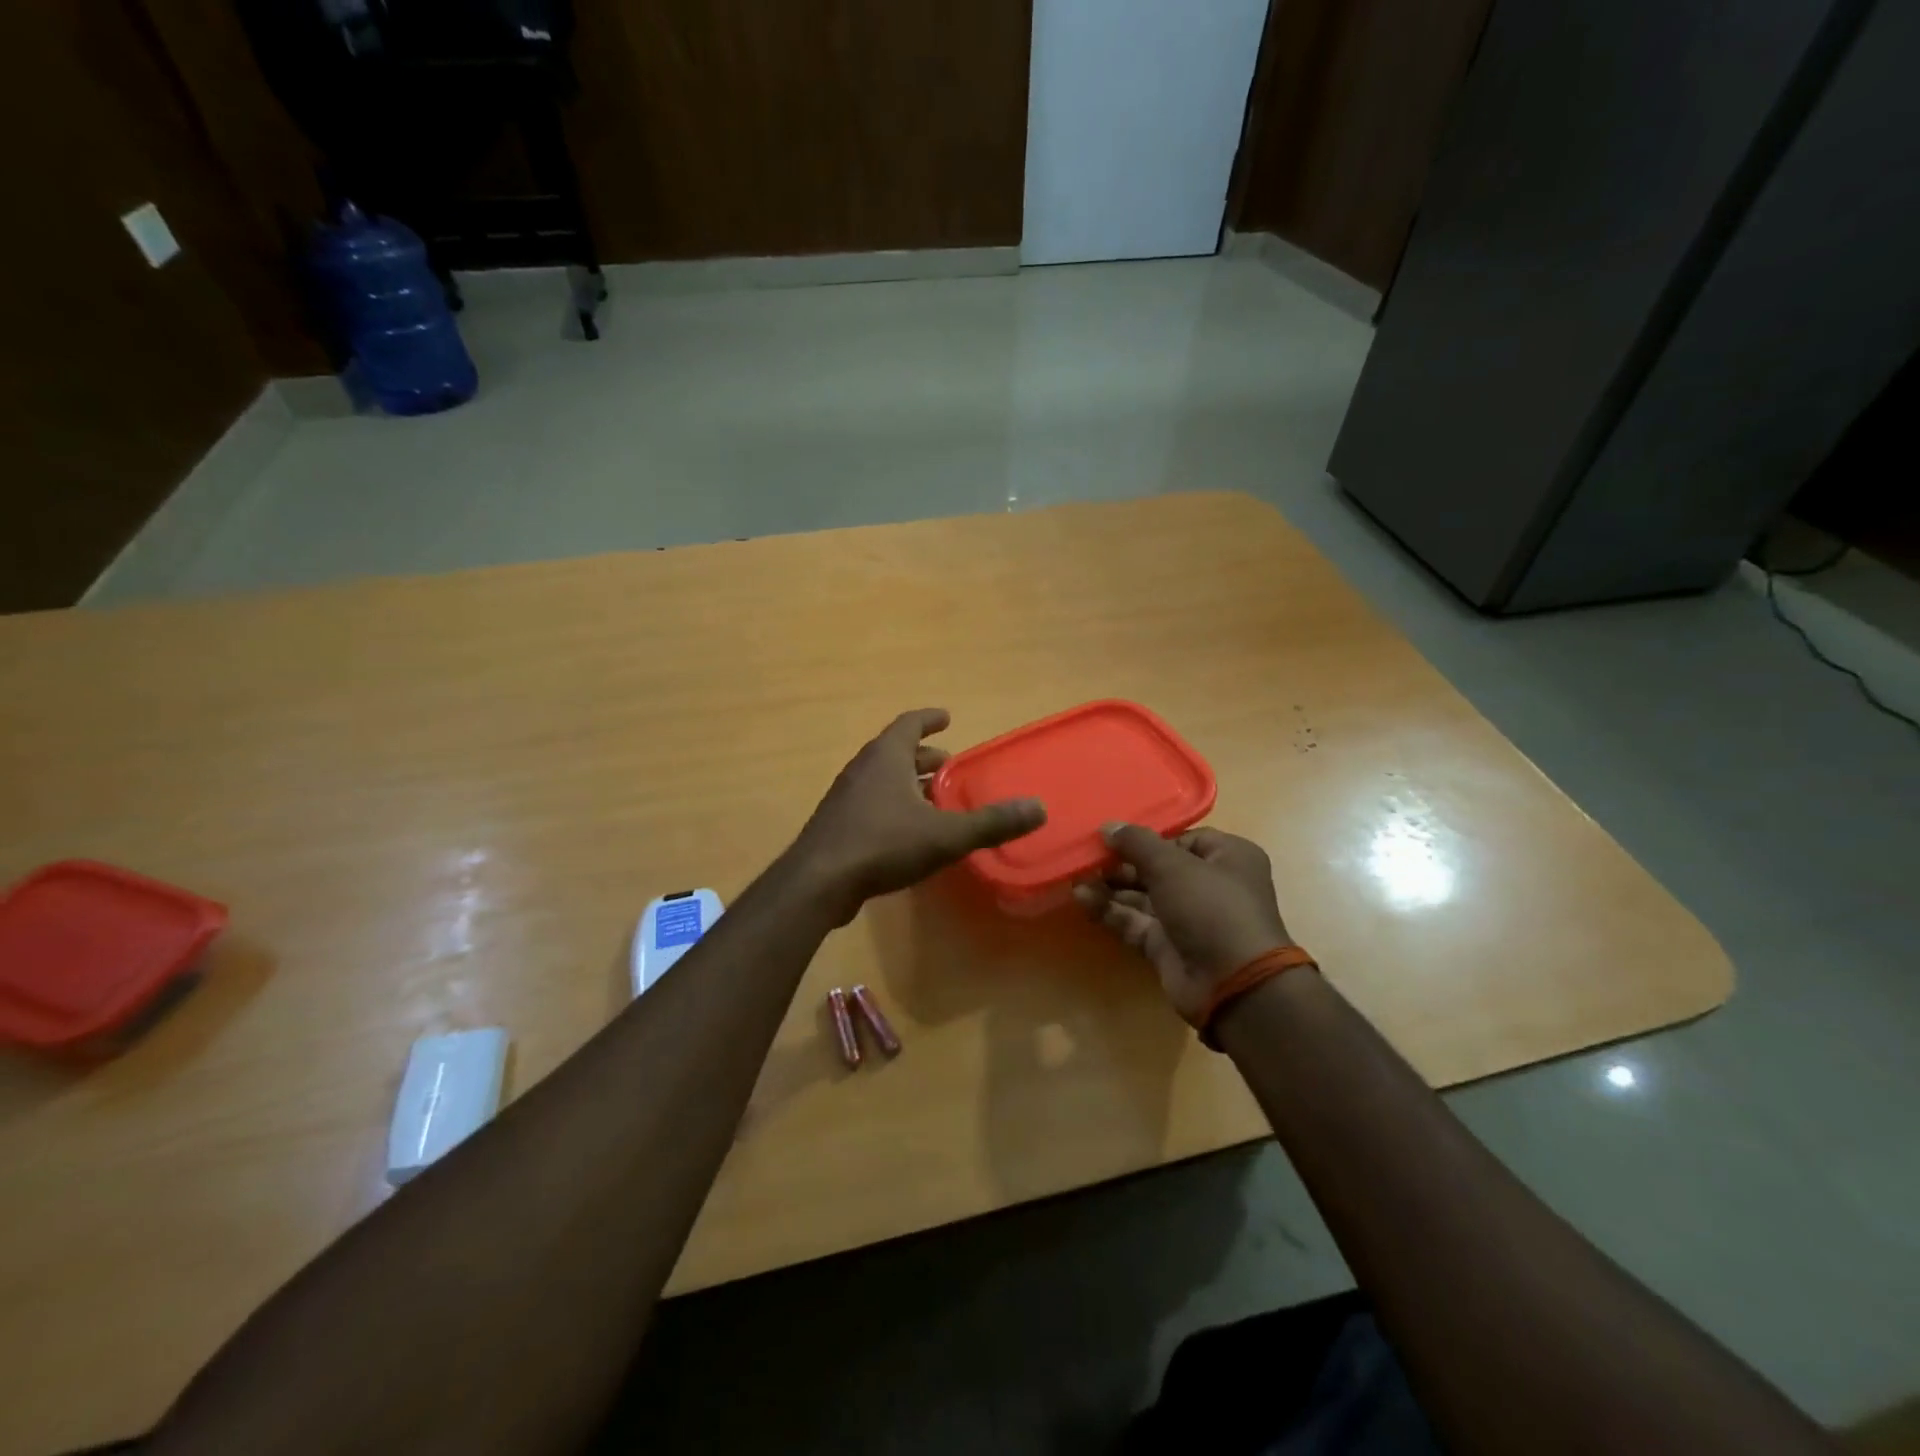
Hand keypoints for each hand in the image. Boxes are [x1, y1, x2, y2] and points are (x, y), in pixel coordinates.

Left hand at [791, 709, 1045, 922]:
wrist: (818, 882)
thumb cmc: (882, 844)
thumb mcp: (944, 834)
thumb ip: (991, 822)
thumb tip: (1038, 808)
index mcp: (886, 757)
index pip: (909, 723)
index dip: (929, 718)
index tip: (947, 717)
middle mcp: (863, 768)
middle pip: (896, 751)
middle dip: (924, 756)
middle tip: (949, 765)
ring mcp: (845, 797)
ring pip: (882, 778)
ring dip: (907, 782)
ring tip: (933, 798)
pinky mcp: (837, 824)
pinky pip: (870, 803)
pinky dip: (892, 805)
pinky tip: (907, 831)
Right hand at [1073, 825, 1293, 1021]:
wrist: (1232, 983)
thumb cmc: (1211, 907)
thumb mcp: (1172, 865)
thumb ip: (1137, 843)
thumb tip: (1108, 826)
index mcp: (1227, 857)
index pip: (1182, 839)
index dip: (1148, 838)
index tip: (1113, 837)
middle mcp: (1210, 885)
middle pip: (1158, 867)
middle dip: (1121, 863)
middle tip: (1087, 857)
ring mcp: (1188, 918)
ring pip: (1142, 896)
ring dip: (1110, 886)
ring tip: (1076, 876)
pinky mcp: (1167, 946)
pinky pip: (1135, 922)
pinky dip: (1110, 911)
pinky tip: (1082, 899)